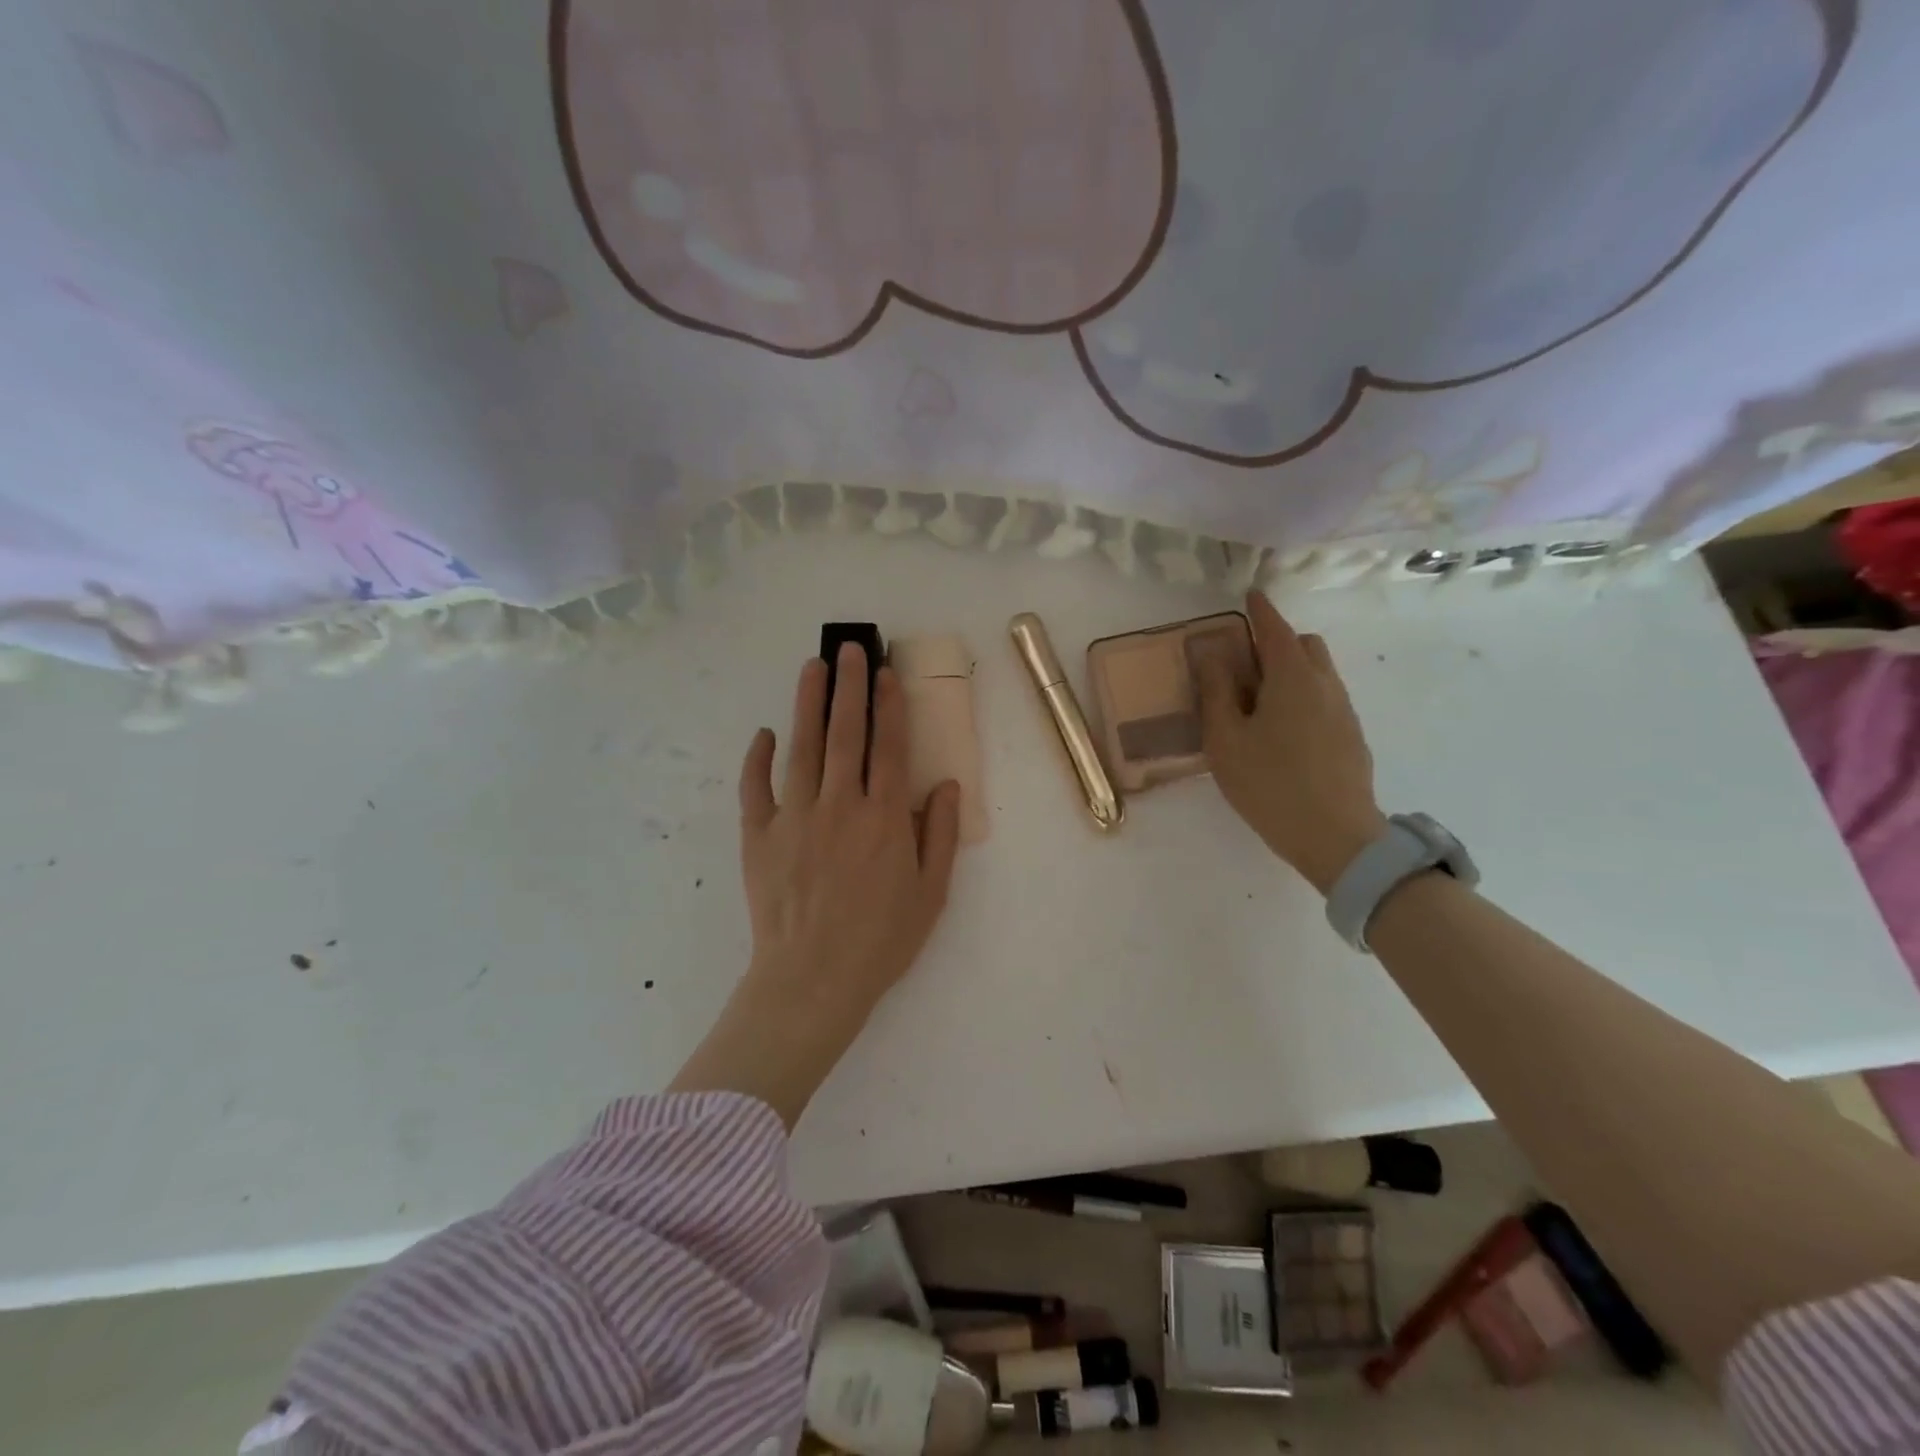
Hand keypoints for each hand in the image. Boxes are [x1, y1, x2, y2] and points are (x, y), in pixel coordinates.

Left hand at [738, 646, 961, 1015]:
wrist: (812, 981)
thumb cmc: (880, 941)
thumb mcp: (931, 894)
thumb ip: (941, 835)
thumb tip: (947, 785)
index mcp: (884, 818)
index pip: (889, 747)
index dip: (890, 706)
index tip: (887, 673)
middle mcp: (840, 805)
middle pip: (846, 733)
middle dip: (850, 687)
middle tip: (849, 648)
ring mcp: (794, 817)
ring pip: (802, 747)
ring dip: (808, 704)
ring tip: (812, 668)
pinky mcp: (759, 836)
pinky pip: (755, 787)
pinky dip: (758, 758)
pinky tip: (764, 733)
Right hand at [1197, 592, 1386, 895]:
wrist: (1336, 837)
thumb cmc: (1269, 783)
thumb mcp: (1226, 739)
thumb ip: (1216, 692)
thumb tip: (1213, 653)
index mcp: (1292, 677)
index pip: (1276, 629)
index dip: (1261, 610)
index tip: (1250, 595)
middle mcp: (1325, 684)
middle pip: (1305, 646)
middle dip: (1278, 642)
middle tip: (1245, 664)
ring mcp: (1344, 712)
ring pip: (1319, 674)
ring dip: (1291, 672)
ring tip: (1259, 703)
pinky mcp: (1351, 738)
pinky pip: (1325, 699)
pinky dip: (1303, 697)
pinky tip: (1282, 732)